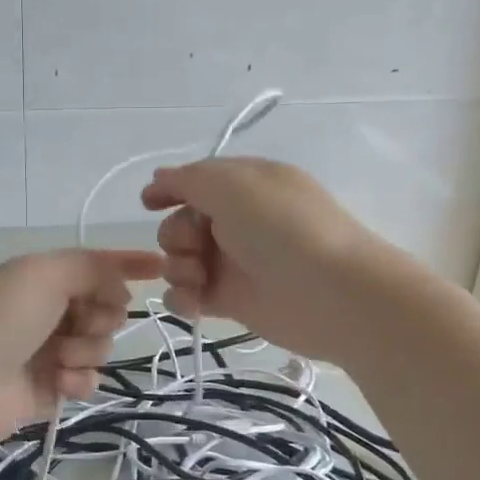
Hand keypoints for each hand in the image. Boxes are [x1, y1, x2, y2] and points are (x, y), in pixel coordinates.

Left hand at [0, 249, 164, 438]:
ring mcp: (53, 348)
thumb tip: (122, 284)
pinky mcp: (54, 386)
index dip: (128, 264)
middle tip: (78, 323)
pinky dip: (79, 379)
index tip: (161, 266)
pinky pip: (91, 378)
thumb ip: (92, 268)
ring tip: (57, 359)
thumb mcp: (44, 275)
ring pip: (103, 344)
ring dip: (86, 350)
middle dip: (101, 316)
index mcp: (45, 276)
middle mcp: (52, 309)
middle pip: (108, 307)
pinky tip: (58, 382)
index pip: (96, 265)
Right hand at [140, 157, 390, 362]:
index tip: (148, 204)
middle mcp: (239, 221)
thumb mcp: (232, 185)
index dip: (170, 190)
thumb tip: (160, 177)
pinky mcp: (232, 301)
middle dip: (176, 233)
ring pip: (181, 260)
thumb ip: (188, 179)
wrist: (330, 293)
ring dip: (178, 267)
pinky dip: (184, 299)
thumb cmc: (281, 228)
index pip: (197, 182)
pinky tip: (194, 302)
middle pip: (182, 223)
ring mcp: (235, 262)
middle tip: (195, 244)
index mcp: (246, 185)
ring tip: (198, 277)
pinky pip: (190, 295)